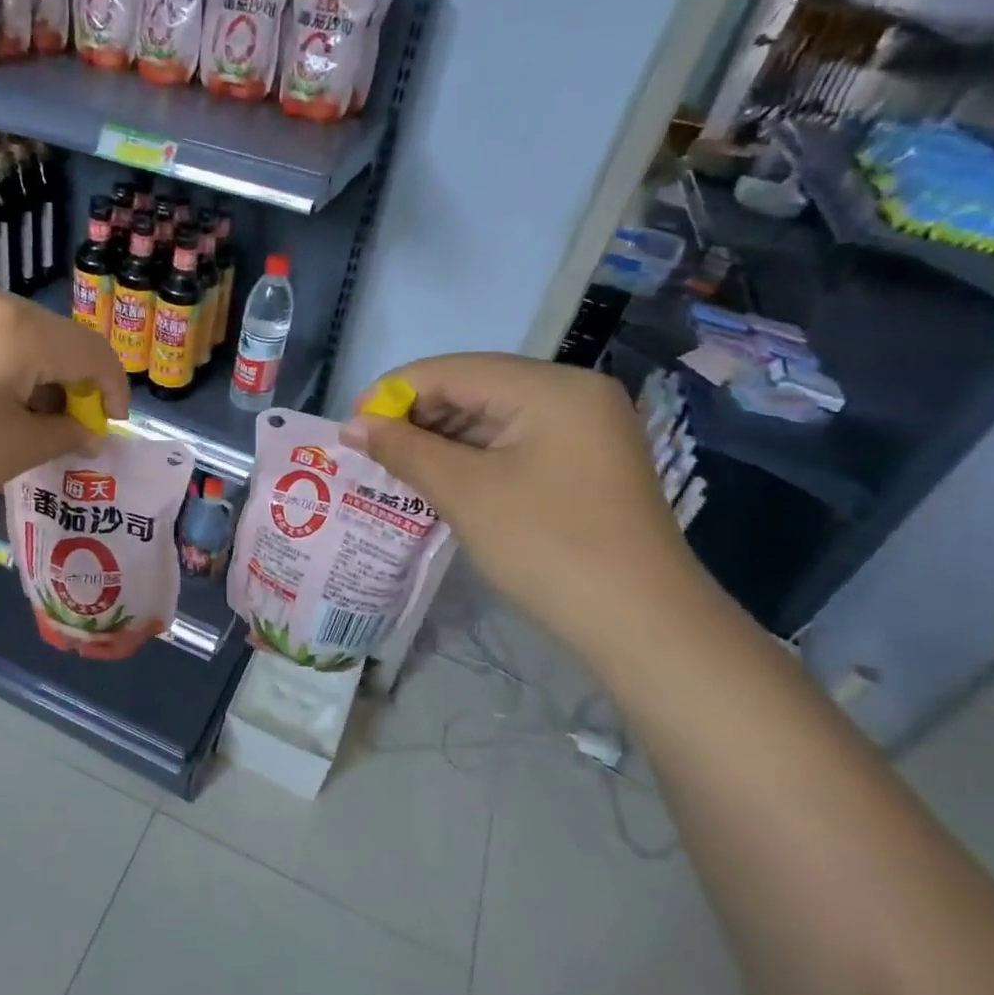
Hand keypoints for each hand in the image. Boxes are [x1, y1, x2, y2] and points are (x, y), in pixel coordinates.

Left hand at [0, 286, 130, 528]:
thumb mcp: (10, 452)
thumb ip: (66, 434)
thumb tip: (92, 430)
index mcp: (20, 328)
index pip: (94, 353)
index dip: (114, 392)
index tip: (109, 430)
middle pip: (59, 340)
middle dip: (73, 387)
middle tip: (64, 434)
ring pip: (22, 337)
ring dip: (38, 378)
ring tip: (22, 425)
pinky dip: (3, 368)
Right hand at [340, 353, 712, 659]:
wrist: (642, 624)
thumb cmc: (547, 545)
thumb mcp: (465, 492)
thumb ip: (404, 449)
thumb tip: (352, 425)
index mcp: (551, 386)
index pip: (454, 370)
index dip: (394, 392)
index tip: (351, 425)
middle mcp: (573, 393)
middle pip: (475, 387)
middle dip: (417, 416)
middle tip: (370, 450)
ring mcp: (585, 428)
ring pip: (493, 416)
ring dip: (441, 439)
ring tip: (396, 466)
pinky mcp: (585, 461)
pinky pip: (514, 442)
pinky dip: (473, 457)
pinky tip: (440, 478)